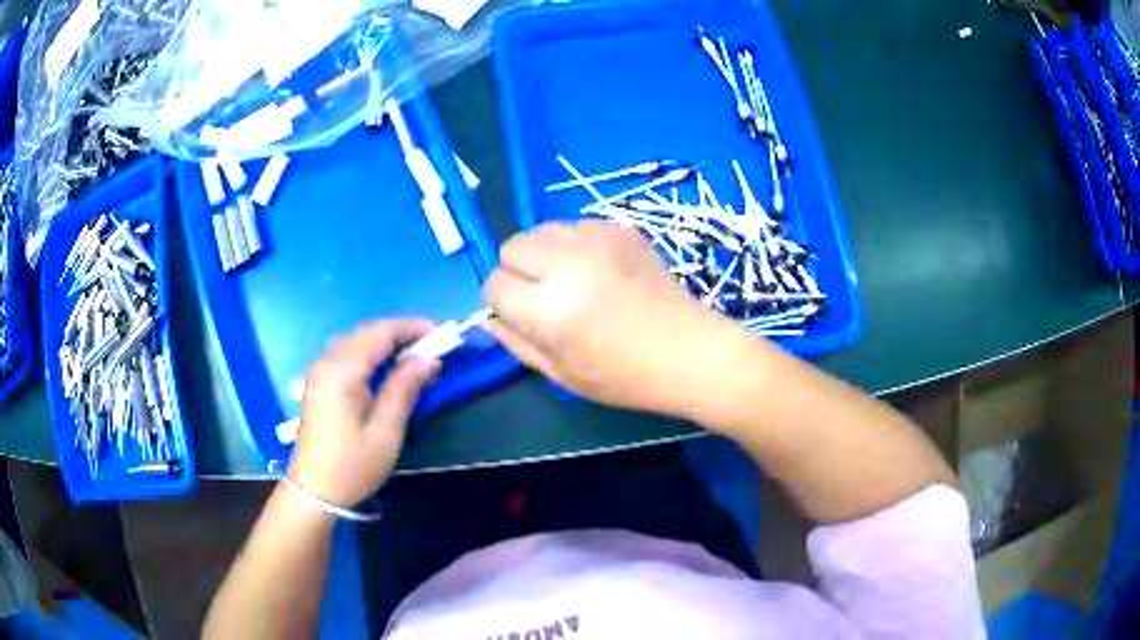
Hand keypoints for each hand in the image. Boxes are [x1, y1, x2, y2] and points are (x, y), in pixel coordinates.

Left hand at [288, 319, 439, 507]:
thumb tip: (429, 359)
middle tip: (434, 348)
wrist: (313, 491)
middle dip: (402, 333)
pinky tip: (388, 369)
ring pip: (358, 340)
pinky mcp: (319, 382)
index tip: (443, 336)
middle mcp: (327, 360)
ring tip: (416, 357)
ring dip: (387, 342)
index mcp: (342, 370)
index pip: (381, 332)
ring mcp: (320, 370)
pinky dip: (372, 353)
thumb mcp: (386, 431)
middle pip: (368, 332)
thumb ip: (405, 388)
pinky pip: (348, 353)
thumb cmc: (352, 466)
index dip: (413, 328)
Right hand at [484, 221, 729, 415]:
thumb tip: (489, 317)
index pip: (494, 284)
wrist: (688, 351)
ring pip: (541, 230)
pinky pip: (575, 226)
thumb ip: (517, 342)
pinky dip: (574, 245)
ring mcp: (596, 240)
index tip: (518, 312)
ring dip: (544, 253)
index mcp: (548, 309)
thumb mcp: (561, 374)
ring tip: (570, 279)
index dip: (499, 300)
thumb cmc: (624, 376)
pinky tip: (598, 270)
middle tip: (541, 293)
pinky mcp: (620, 229)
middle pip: (511, 246)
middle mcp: (567, 264)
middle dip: (516, 270)